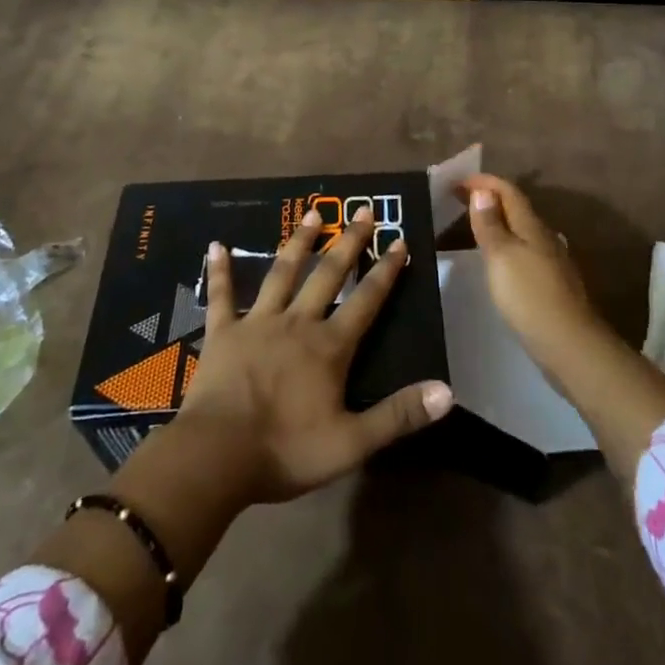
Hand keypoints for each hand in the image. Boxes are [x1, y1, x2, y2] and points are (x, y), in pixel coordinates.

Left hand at [177, 204, 453, 504]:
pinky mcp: (222, 332)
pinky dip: (220, 270)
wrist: (218, 455)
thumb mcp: (352, 443)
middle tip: (362, 209)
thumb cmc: (286, 450)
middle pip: (328, 275)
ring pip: (282, 273)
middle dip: (348, 242)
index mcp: (329, 347)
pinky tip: (217, 246)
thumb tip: (448, 391)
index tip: (399, 240)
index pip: (367, 301)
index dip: (386, 271)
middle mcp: (297, 322)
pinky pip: (221, 295)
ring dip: (298, 242)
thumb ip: (399, 415)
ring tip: (312, 213)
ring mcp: (257, 322)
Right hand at [462, 173, 607, 383]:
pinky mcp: (551, 285)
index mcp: (532, 227)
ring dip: (498, 223)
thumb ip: (491, 225)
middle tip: (459, 200)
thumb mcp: (501, 257)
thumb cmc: (530, 296)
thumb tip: (483, 191)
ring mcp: (551, 263)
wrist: (570, 346)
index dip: (484, 182)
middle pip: (516, 209)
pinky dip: (507, 246)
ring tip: (474, 227)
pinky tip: (498, 261)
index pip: (508, 192)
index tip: (457, 181)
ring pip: (522, 231)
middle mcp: (544, 238)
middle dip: (489, 199)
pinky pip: (525, 252)